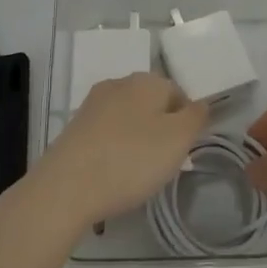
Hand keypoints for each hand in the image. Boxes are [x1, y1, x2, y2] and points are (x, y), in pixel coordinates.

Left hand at [30, 73, 208, 228]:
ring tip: (137, 175)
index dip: (186, 123)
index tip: (183, 153)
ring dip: (137, 141)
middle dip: (161, 131)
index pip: (178, 93)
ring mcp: (93, 104)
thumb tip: (200, 104)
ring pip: (128, 119)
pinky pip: (106, 135)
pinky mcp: (75, 128)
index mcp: (146, 80)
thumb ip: (195, 117)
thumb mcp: (178, 139)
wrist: (66, 186)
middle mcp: (119, 84)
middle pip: (151, 104)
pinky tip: (113, 175)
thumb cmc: (131, 159)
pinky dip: (114, 151)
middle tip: (163, 166)